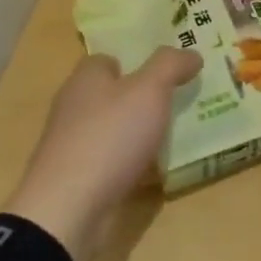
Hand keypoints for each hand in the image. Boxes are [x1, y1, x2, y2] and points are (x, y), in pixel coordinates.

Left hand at [1, 48, 200, 260]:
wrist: (69, 207)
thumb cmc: (109, 136)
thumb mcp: (148, 91)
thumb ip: (170, 66)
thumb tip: (192, 53)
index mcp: (85, 78)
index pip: (107, 60)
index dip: (135, 62)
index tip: (166, 72)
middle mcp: (74, 106)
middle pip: (111, 95)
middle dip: (141, 99)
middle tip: (179, 103)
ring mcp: (73, 144)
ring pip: (113, 130)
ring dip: (138, 134)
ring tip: (176, 137)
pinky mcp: (78, 178)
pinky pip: (112, 163)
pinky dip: (132, 165)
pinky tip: (157, 174)